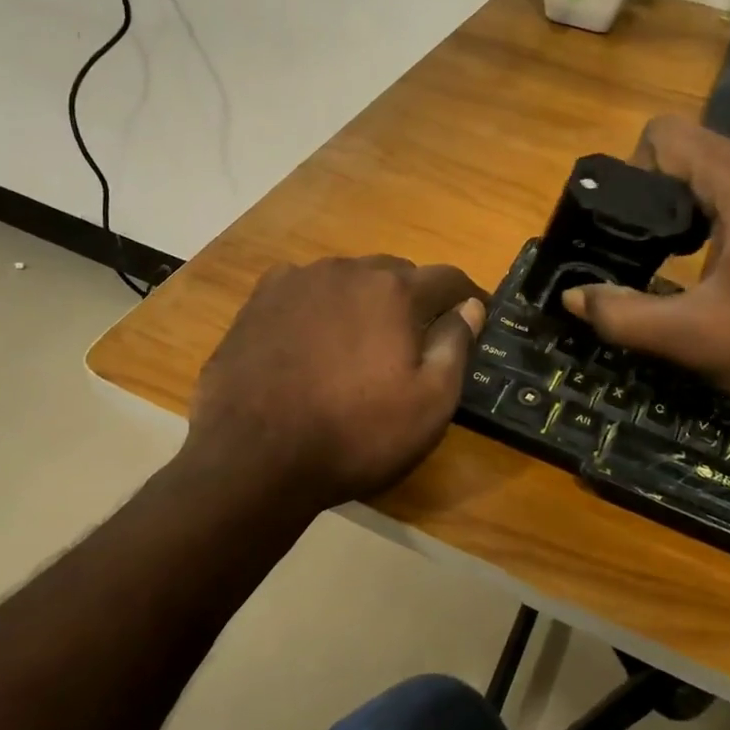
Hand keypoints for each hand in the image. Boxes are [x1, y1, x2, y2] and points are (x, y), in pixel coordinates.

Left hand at [186, 256, 486, 510]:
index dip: (467, 297)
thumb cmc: (355, 435)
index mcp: (394, 291)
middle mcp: (346, 271)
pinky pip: (304, 291)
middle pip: (395, 273)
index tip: (475, 314)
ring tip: (359, 341)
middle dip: (413, 298)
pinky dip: (319, 307)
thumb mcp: (429, 404)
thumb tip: (471, 307)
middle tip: (414, 338)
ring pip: (347, 280)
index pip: (446, 278)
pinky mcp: (258, 302)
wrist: (254, 458)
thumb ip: (455, 345)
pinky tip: (311, 339)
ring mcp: (296, 282)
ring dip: (363, 301)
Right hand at [561, 116, 729, 424]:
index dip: (631, 174)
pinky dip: (718, 216)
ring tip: (676, 263)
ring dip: (687, 209)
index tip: (627, 229)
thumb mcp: (695, 339)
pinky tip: (719, 265)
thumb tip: (572, 296)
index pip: (665, 135)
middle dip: (656, 197)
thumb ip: (623, 315)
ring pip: (717, 171)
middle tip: (644, 255)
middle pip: (690, 151)